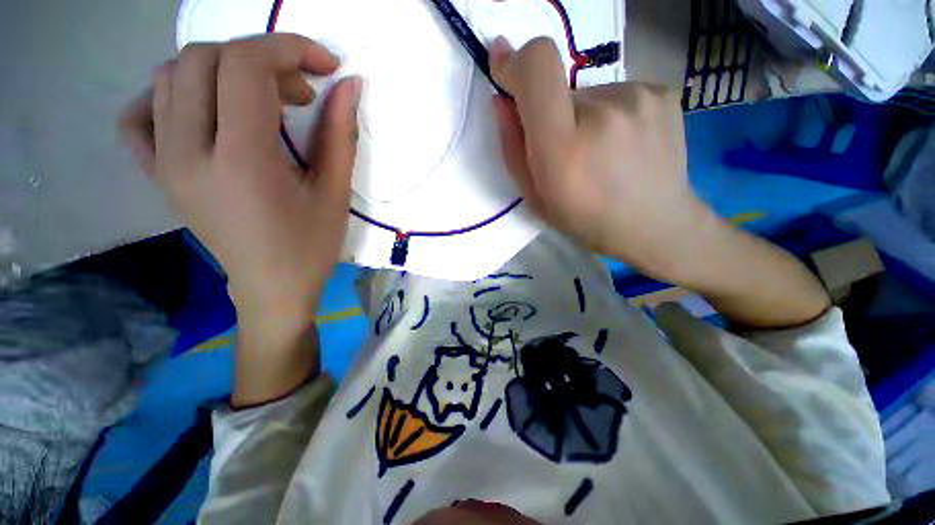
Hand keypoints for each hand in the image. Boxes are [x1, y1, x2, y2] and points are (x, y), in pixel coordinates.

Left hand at [120, 34, 361, 403]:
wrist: (270, 288)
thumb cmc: (310, 247)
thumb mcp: (335, 194)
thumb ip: (340, 135)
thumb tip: (349, 86)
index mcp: (240, 161)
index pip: (243, 67)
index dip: (288, 49)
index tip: (325, 66)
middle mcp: (187, 152)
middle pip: (203, 59)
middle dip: (260, 58)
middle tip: (300, 91)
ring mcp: (163, 162)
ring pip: (170, 76)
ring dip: (222, 70)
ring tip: (262, 100)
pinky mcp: (157, 174)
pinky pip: (141, 115)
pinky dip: (170, 94)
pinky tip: (203, 109)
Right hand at [490, 37, 828, 327]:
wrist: (656, 225)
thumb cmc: (586, 220)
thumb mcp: (535, 198)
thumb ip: (512, 148)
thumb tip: (502, 100)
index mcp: (564, 147)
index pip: (538, 67)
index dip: (516, 62)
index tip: (505, 71)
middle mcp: (603, 112)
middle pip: (558, 88)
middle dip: (552, 115)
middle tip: (569, 152)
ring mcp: (639, 97)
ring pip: (588, 95)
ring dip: (583, 118)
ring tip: (601, 154)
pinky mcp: (661, 92)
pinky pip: (616, 95)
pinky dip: (609, 116)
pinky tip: (623, 146)